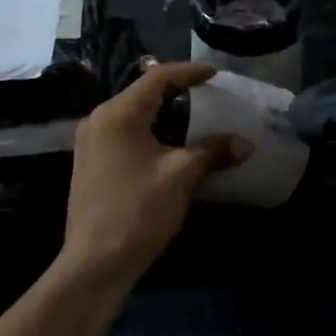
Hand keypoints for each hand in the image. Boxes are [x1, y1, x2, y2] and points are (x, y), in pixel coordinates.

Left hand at [61, 59, 250, 290]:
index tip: (214, 74)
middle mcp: (99, 120)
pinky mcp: (90, 163)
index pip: (157, 78)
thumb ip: (213, 152)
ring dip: (162, 111)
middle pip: (142, 92)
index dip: (188, 72)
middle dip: (176, 90)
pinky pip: (124, 132)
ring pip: (132, 113)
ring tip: (192, 114)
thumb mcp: (181, 176)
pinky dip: (149, 129)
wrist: (95, 263)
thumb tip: (246, 143)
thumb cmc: (138, 211)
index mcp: (118, 114)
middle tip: (206, 91)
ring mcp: (90, 142)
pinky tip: (168, 143)